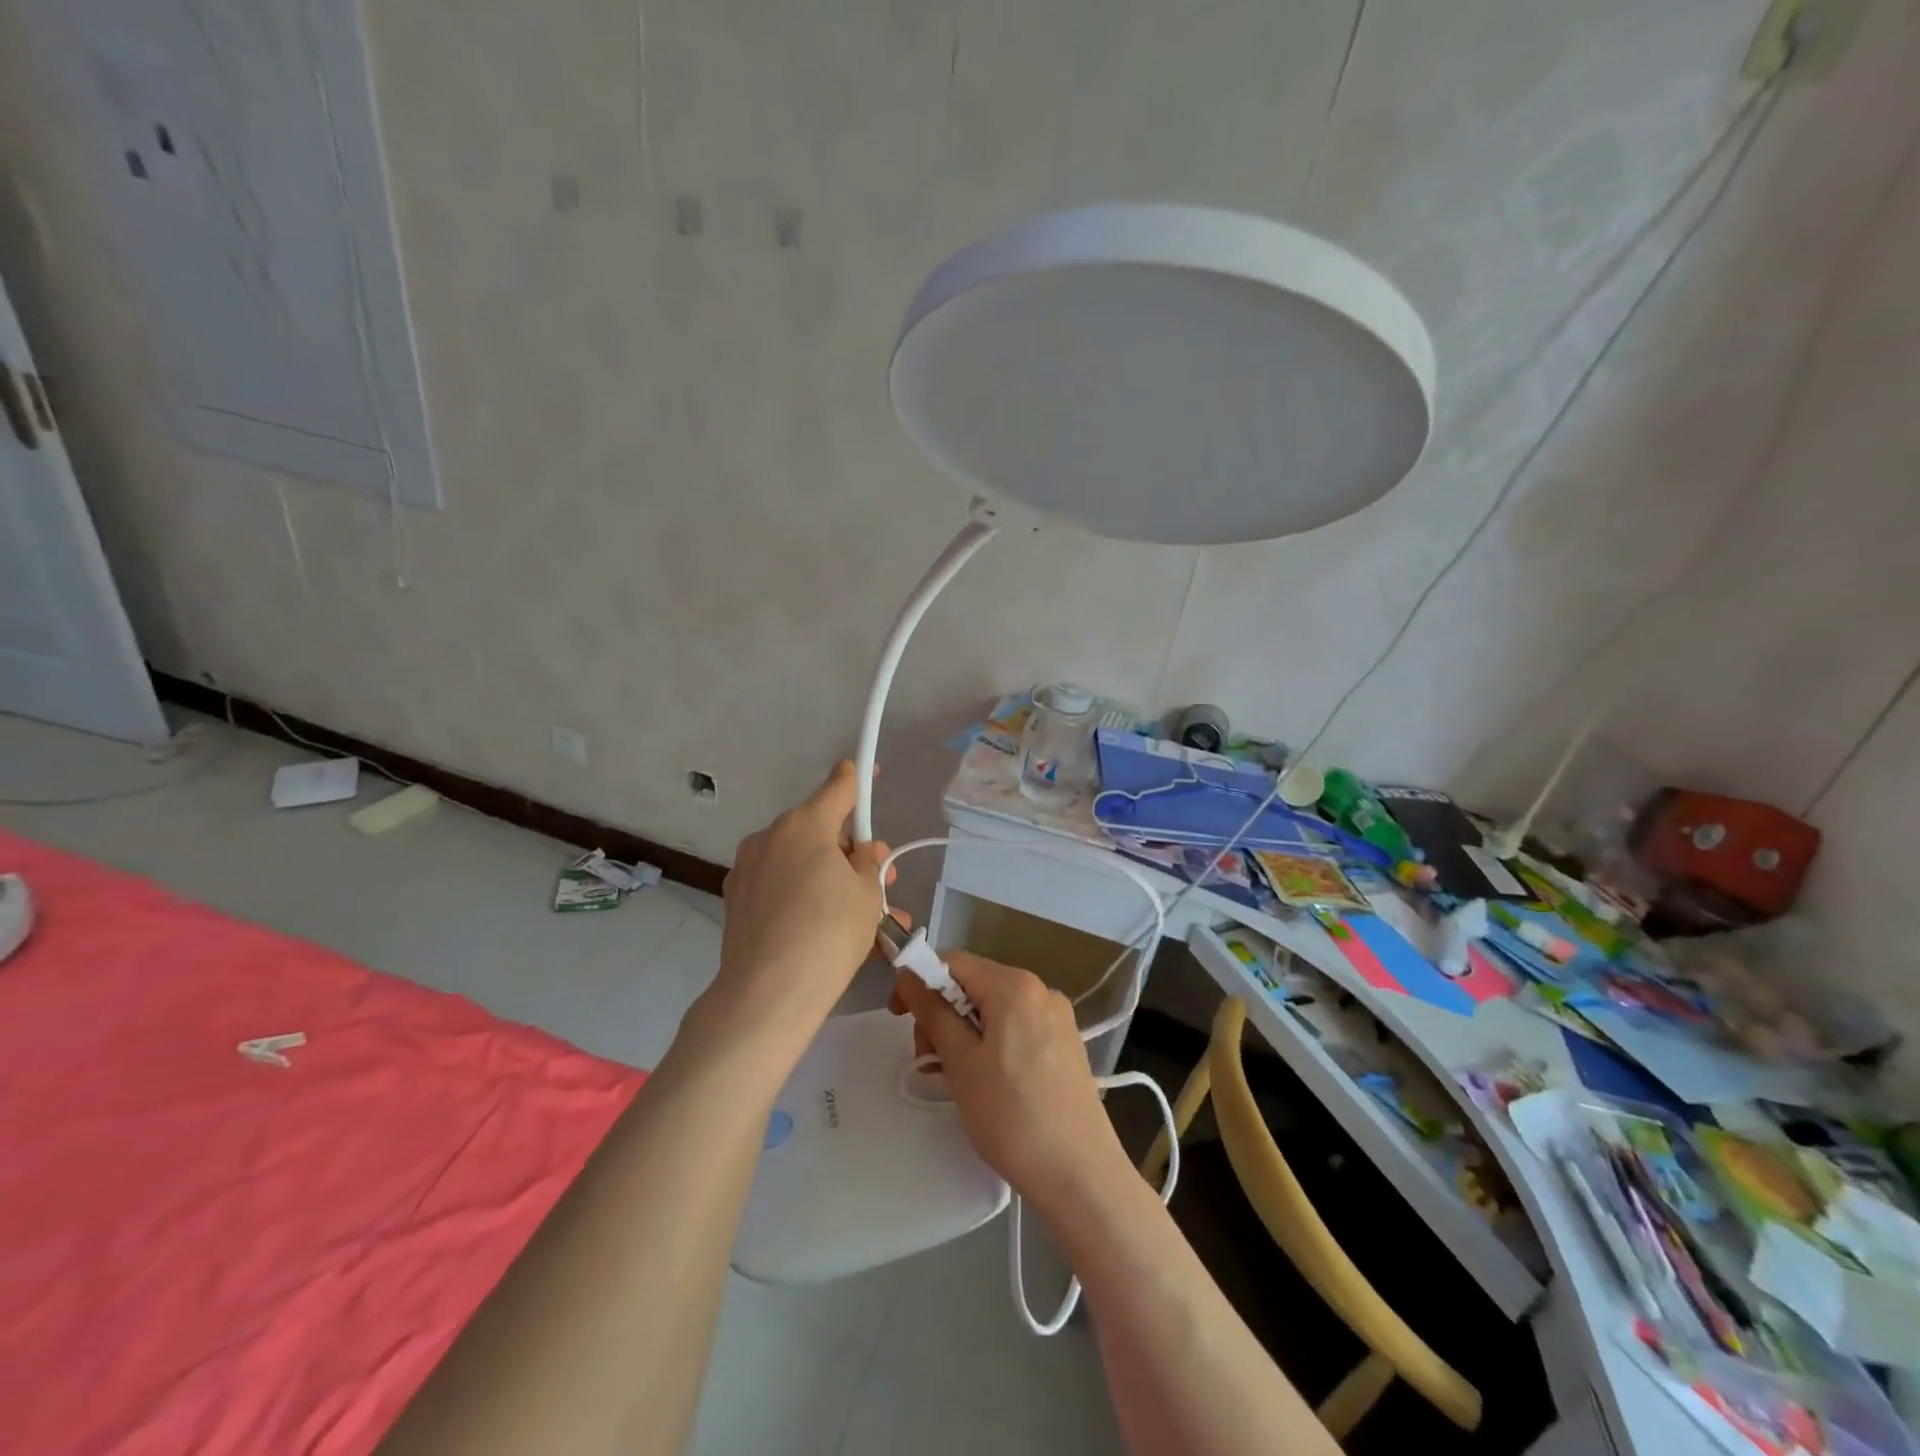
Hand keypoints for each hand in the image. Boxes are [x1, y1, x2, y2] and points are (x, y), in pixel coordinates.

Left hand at [711, 761, 888, 1043]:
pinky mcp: (736, 900)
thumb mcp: (868, 895)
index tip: (869, 769)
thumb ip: (868, 863)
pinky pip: (780, 885)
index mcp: (805, 825)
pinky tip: (822, 927)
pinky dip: (803, 895)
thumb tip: (860, 852)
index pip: (838, 787)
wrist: (768, 994)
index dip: (858, 778)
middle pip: (819, 829)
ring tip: (859, 917)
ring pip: (800, 861)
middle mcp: (770, 837)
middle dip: (849, 850)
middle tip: (878, 882)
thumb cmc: (830, 934)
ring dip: (829, 877)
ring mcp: (748, 868)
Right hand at [893, 953, 1125, 1208]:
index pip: (954, 962)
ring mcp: (1058, 1018)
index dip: (920, 982)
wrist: (1082, 1177)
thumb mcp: (961, 1062)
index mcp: (1015, 985)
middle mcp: (1041, 990)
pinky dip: (990, 1045)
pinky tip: (986, 1083)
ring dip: (964, 1033)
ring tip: (955, 1078)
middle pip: (975, 984)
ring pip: (994, 1010)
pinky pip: (1016, 1028)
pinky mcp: (1066, 1045)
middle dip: (942, 1014)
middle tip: (929, 1060)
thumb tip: (909, 973)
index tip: (899, 1018)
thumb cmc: (1012, 1116)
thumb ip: (933, 1011)